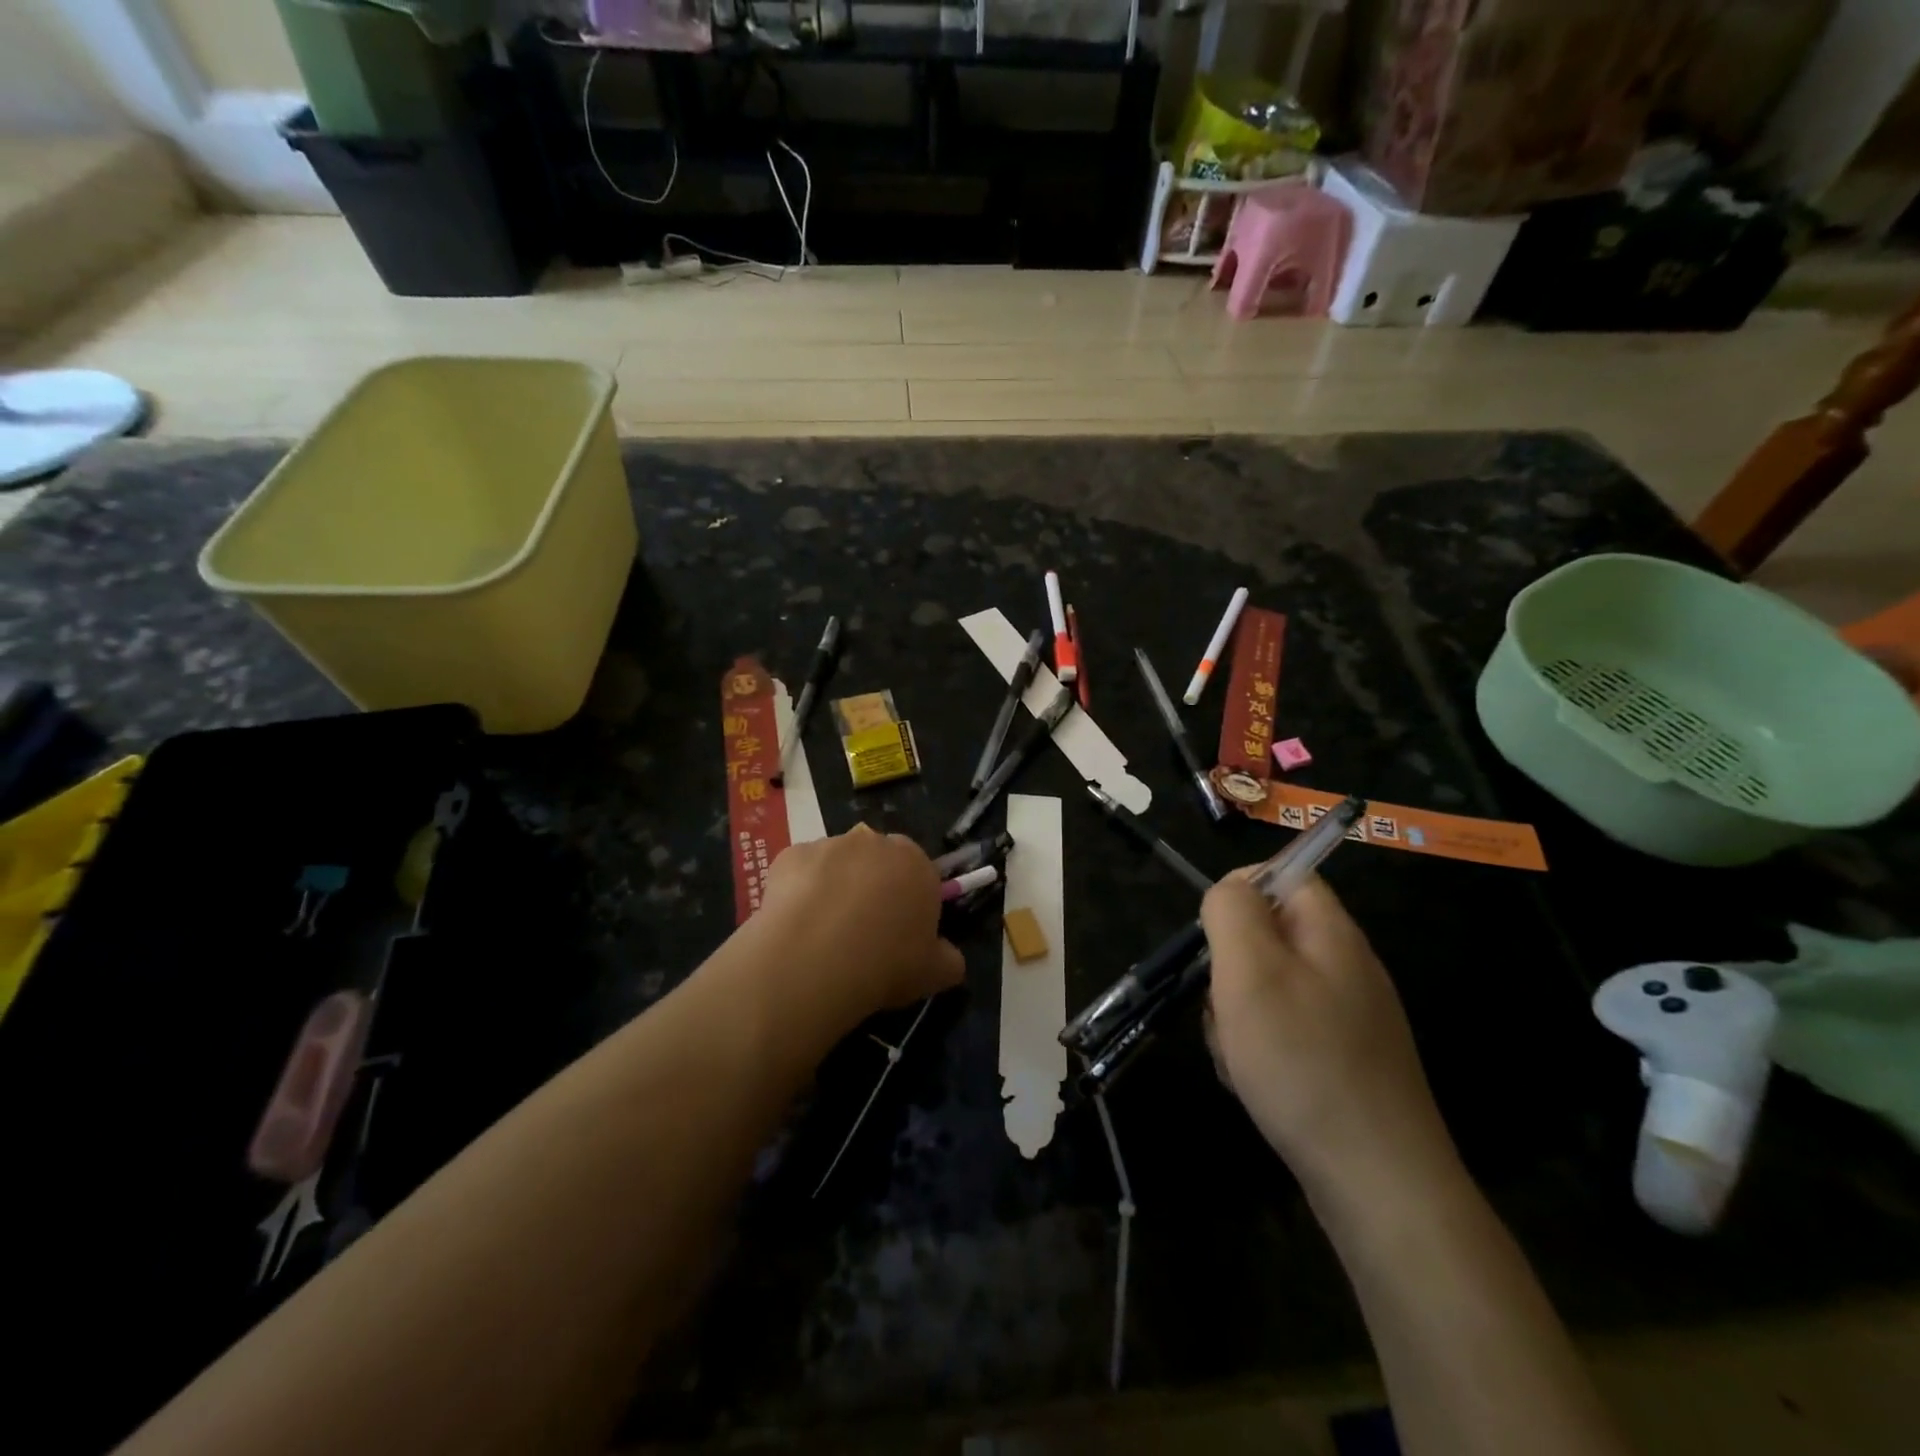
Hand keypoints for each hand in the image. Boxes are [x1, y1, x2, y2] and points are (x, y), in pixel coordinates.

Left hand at [755, 825, 964, 1030]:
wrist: (812, 961)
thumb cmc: (885, 963)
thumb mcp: (935, 974)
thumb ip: (949, 959)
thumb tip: (948, 956)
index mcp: (917, 863)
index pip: (921, 874)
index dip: (911, 903)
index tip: (901, 935)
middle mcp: (875, 842)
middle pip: (878, 863)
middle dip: (874, 888)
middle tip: (863, 934)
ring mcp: (830, 844)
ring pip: (838, 865)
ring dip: (836, 888)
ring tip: (823, 936)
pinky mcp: (791, 855)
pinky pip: (801, 873)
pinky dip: (799, 893)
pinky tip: (796, 927)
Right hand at [1202, 872, 1458, 1205]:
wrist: (1378, 1183)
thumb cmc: (1302, 1061)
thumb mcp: (1250, 971)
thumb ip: (1232, 912)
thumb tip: (1231, 889)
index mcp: (1332, 934)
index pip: (1286, 877)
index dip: (1241, 891)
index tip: (1212, 937)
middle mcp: (1347, 968)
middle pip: (1270, 937)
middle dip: (1230, 967)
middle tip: (1223, 1005)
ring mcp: (1349, 1019)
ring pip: (1270, 989)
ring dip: (1237, 1014)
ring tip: (1238, 1055)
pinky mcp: (1344, 1062)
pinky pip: (1285, 1033)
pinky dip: (1258, 1050)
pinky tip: (1255, 1084)